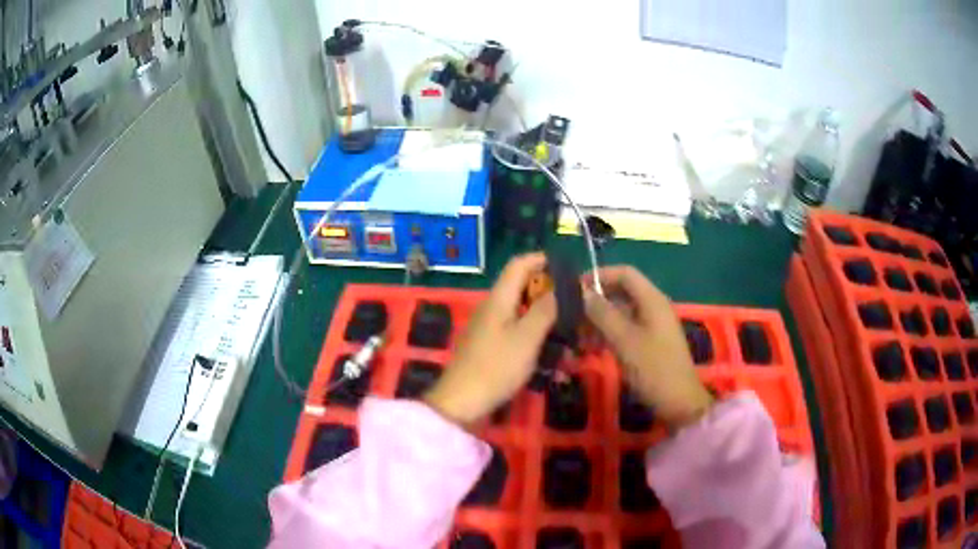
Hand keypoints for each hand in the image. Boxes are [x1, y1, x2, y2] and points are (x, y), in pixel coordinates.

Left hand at [424, 254, 556, 425]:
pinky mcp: (489, 345)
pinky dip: (533, 332)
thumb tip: (562, 287)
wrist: (461, 402)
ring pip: (520, 310)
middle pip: (520, 287)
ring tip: (567, 326)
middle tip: (574, 301)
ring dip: (543, 313)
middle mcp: (492, 307)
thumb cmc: (496, 367)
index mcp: (498, 299)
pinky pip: (514, 329)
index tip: (567, 267)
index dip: (541, 259)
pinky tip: (548, 347)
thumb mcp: (527, 338)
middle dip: (547, 290)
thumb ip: (545, 310)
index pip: (519, 265)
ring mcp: (488, 327)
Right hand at [584, 266, 713, 430]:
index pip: (625, 273)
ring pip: (621, 312)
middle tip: (572, 315)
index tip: (575, 288)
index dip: (600, 275)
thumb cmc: (652, 367)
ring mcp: (652, 325)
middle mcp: (653, 306)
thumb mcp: (624, 340)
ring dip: (599, 320)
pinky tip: (592, 347)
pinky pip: (625, 328)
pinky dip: (608, 333)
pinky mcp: (649, 342)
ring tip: (578, 335)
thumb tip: (582, 292)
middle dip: (597, 301)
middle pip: (622, 292)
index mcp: (652, 299)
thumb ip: (602, 313)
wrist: (678, 402)